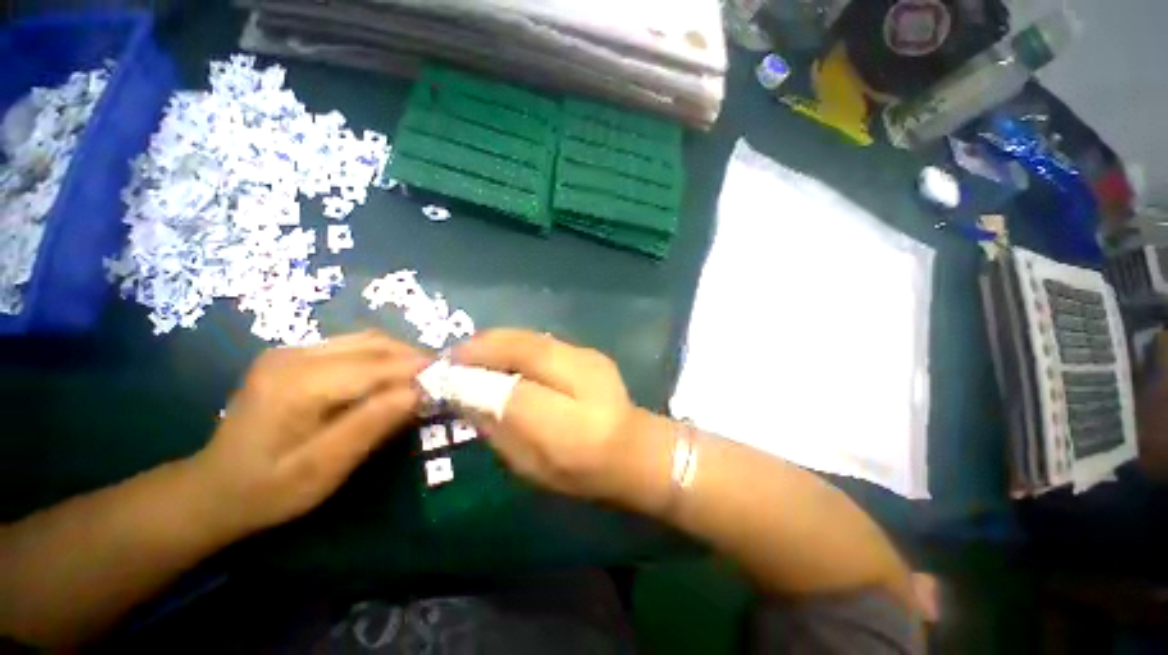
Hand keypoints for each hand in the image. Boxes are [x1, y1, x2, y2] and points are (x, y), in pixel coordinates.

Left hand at [191, 332, 428, 535]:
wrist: (214, 487)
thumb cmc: (268, 489)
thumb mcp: (322, 469)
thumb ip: (371, 425)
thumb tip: (419, 392)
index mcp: (297, 383)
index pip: (375, 365)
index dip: (418, 370)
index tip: (452, 380)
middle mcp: (295, 355)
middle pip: (374, 343)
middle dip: (415, 359)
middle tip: (442, 381)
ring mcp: (293, 351)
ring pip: (367, 340)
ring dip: (401, 356)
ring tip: (423, 380)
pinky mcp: (296, 356)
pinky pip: (354, 346)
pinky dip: (383, 358)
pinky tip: (392, 379)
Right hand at [452, 330, 636, 499]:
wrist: (634, 450)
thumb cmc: (581, 469)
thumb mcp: (532, 463)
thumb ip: (499, 428)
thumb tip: (465, 395)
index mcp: (571, 424)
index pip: (514, 391)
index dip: (476, 379)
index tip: (444, 372)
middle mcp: (583, 380)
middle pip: (525, 349)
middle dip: (483, 347)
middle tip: (455, 355)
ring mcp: (589, 358)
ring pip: (533, 339)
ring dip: (499, 341)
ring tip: (473, 352)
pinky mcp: (590, 353)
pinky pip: (543, 341)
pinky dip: (516, 343)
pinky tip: (504, 353)